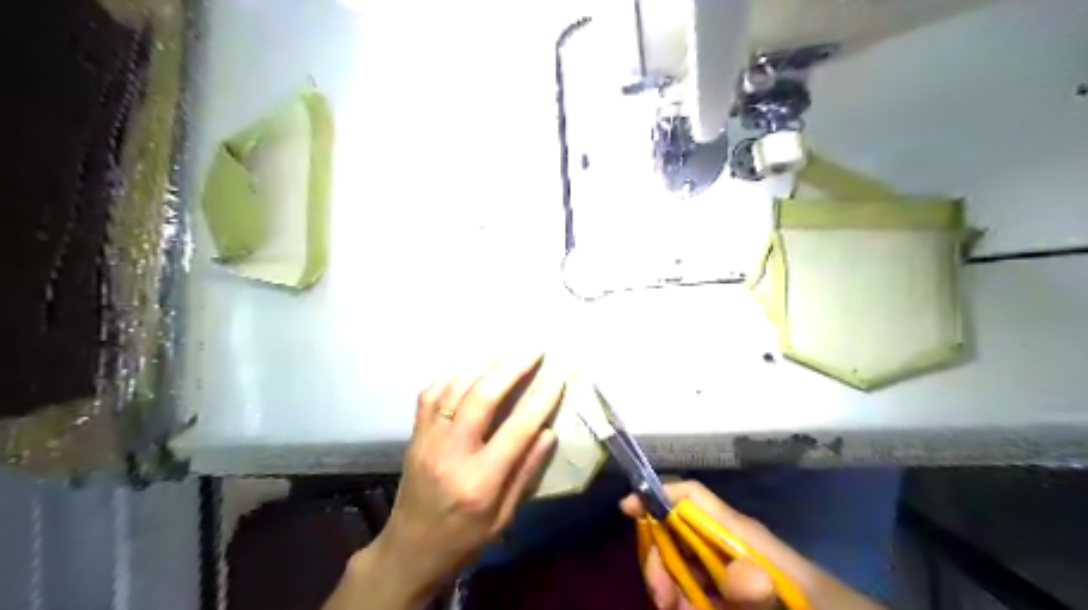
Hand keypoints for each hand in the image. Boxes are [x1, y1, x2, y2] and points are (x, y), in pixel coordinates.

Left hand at [361, 353, 560, 605]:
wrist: (409, 550)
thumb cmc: (464, 539)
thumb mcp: (503, 517)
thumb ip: (525, 473)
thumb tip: (548, 432)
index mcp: (479, 482)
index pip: (516, 430)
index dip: (541, 400)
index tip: (557, 378)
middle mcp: (451, 454)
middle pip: (482, 398)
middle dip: (511, 368)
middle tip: (534, 351)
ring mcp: (428, 441)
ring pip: (454, 389)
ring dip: (483, 366)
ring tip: (507, 353)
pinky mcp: (414, 435)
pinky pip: (430, 394)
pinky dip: (452, 376)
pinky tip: (470, 368)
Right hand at [619, 484, 781, 607]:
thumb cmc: (818, 603)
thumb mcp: (791, 597)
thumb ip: (763, 587)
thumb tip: (736, 575)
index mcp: (737, 531)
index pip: (691, 496)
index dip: (658, 493)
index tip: (627, 509)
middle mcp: (725, 541)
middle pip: (674, 528)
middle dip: (658, 556)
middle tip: (661, 597)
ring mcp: (725, 566)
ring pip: (679, 560)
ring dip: (669, 584)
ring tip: (676, 609)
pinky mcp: (727, 588)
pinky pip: (692, 586)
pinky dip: (683, 599)